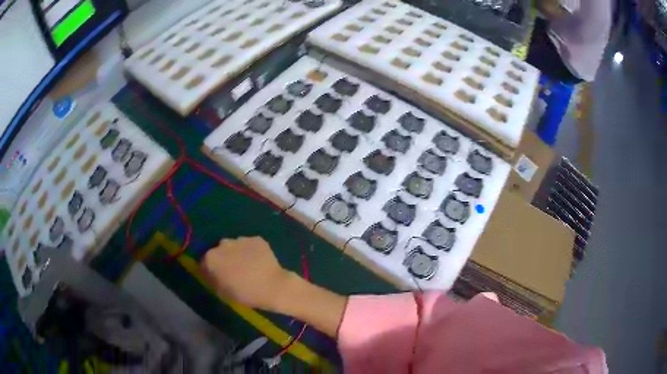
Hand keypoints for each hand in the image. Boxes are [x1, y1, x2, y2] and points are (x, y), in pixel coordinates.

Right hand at [201, 237, 291, 311]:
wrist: (273, 287)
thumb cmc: (245, 294)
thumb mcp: (222, 293)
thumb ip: (213, 280)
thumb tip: (211, 274)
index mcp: (211, 258)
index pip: (205, 262)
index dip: (211, 270)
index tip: (218, 277)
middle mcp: (223, 244)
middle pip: (220, 251)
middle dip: (224, 259)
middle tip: (234, 271)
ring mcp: (240, 239)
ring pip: (235, 246)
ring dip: (238, 253)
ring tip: (249, 266)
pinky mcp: (256, 239)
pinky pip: (250, 245)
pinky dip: (252, 251)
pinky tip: (259, 262)